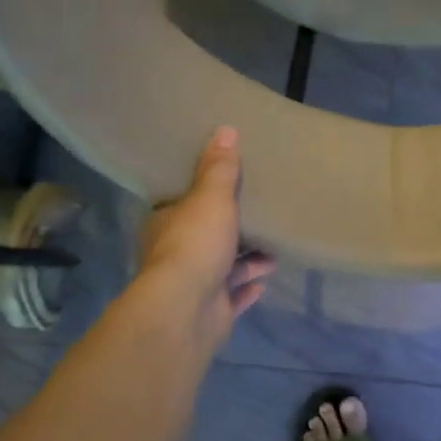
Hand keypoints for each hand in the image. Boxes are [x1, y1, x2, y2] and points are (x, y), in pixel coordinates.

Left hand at [138, 127, 274, 338]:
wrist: (187, 309)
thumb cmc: (195, 243)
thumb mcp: (211, 197)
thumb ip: (219, 168)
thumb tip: (225, 129)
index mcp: (166, 224)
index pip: (181, 206)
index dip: (201, 198)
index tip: (225, 191)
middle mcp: (176, 255)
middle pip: (206, 238)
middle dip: (232, 232)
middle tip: (259, 220)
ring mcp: (194, 286)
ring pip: (224, 269)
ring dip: (247, 262)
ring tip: (273, 253)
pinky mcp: (211, 311)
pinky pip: (233, 297)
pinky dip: (247, 288)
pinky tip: (265, 282)